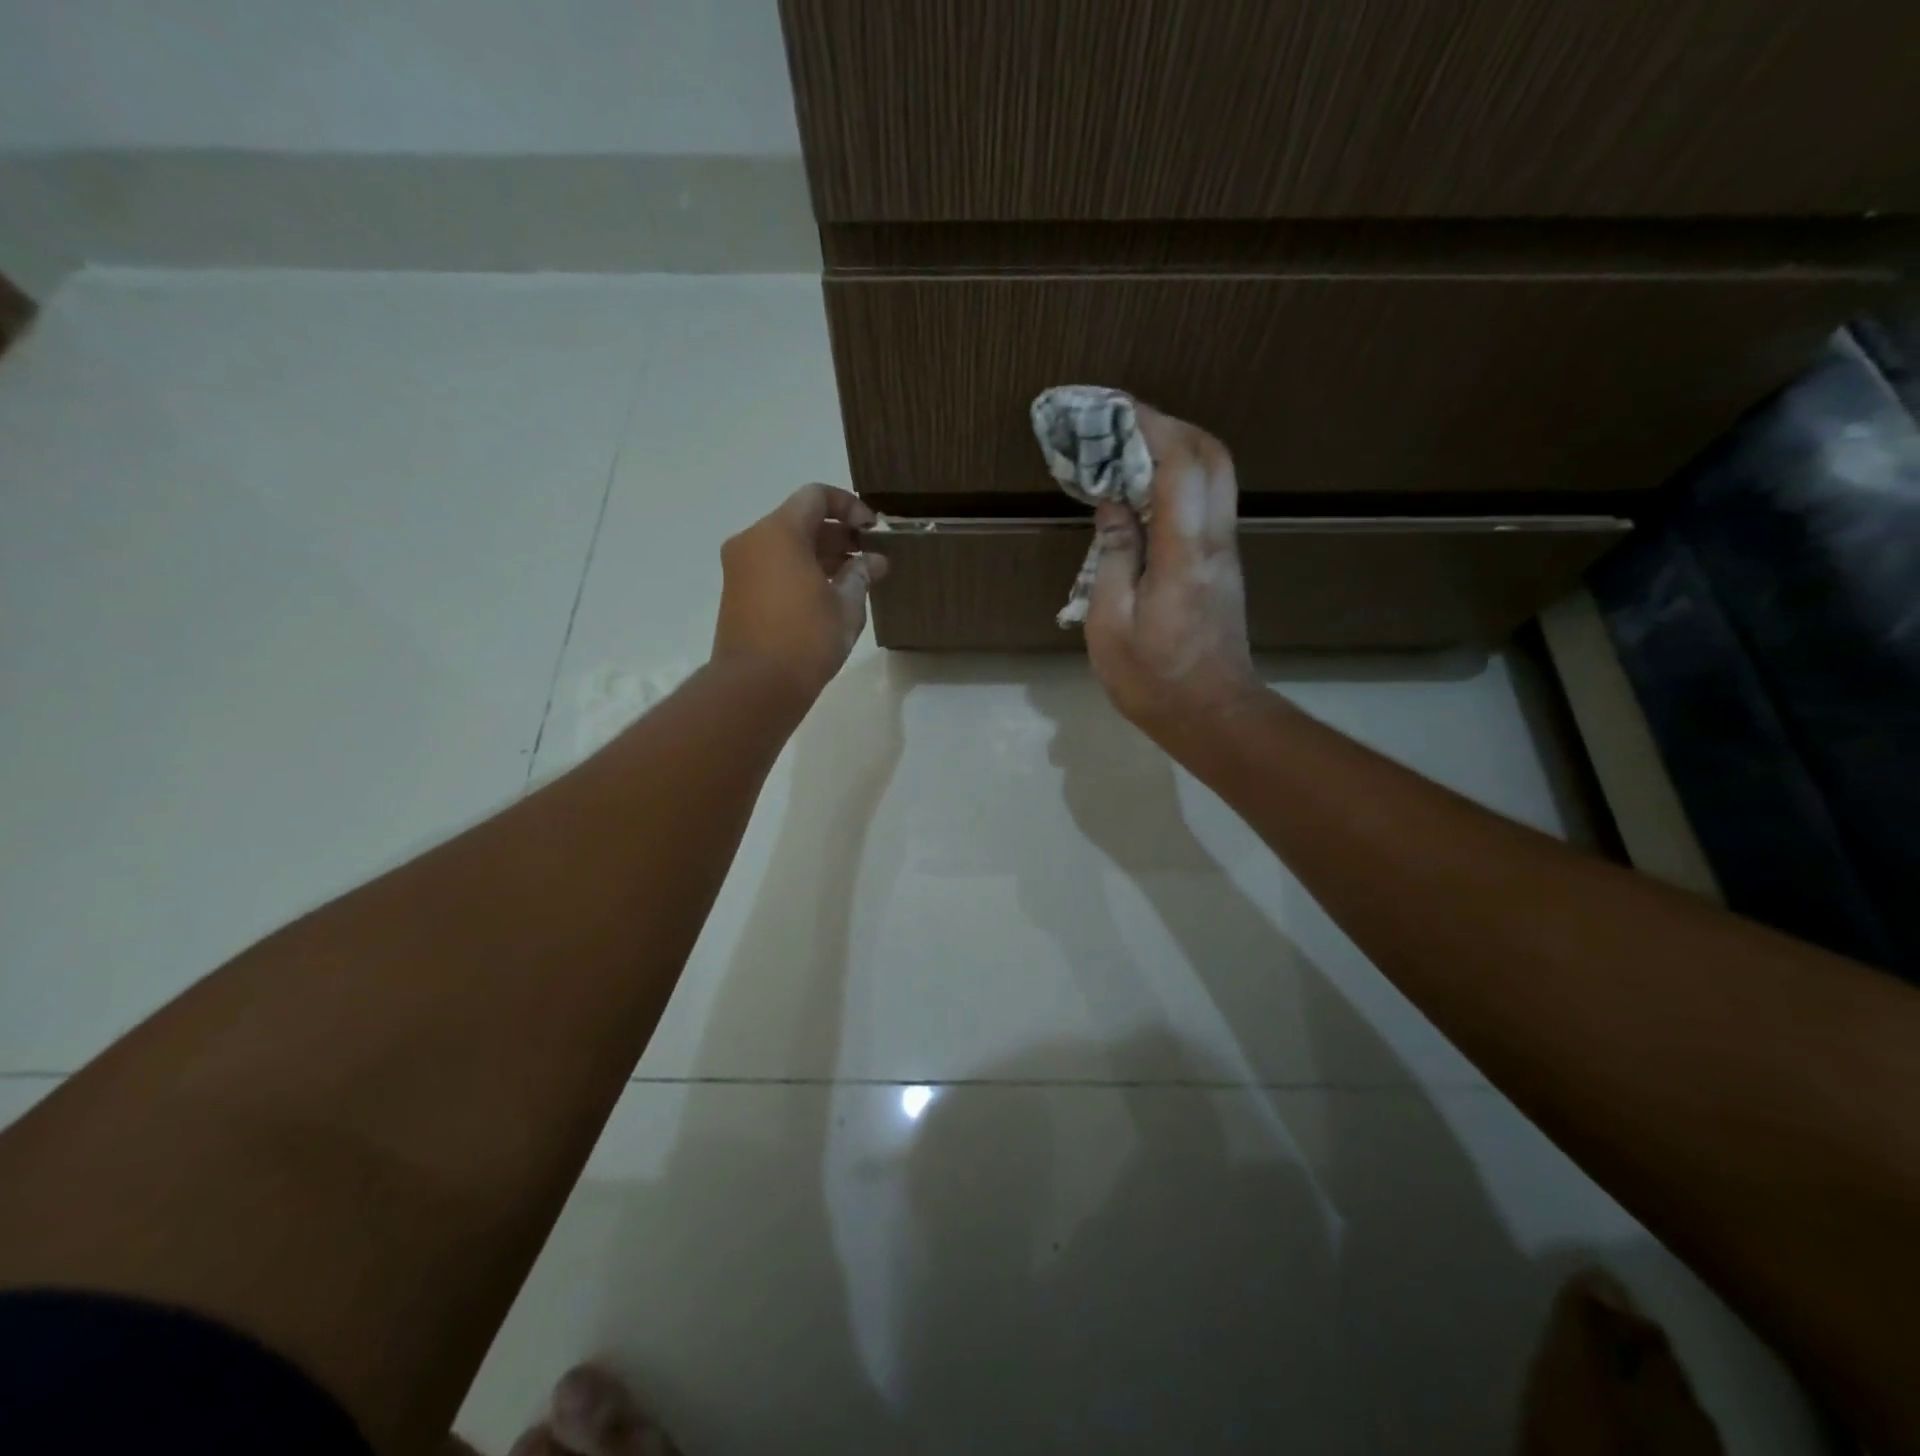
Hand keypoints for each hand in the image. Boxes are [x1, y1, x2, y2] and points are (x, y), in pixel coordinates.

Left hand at [712, 484, 887, 702]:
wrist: (755, 687)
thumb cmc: (806, 639)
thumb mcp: (846, 605)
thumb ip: (861, 574)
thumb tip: (873, 561)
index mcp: (779, 532)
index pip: (816, 496)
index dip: (849, 506)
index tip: (873, 530)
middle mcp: (752, 541)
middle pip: (800, 520)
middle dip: (838, 535)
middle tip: (870, 557)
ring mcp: (740, 568)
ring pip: (786, 546)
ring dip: (821, 555)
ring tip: (855, 579)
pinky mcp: (738, 594)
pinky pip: (774, 568)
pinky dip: (801, 572)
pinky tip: (829, 596)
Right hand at [1084, 404, 1259, 742]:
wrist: (1213, 716)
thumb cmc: (1153, 679)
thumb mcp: (1110, 625)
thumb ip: (1112, 559)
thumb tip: (1114, 506)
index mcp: (1185, 554)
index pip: (1181, 465)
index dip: (1152, 426)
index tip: (1116, 410)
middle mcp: (1215, 542)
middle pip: (1213, 457)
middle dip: (1172, 427)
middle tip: (1125, 425)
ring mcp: (1226, 553)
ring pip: (1216, 477)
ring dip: (1178, 451)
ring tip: (1130, 453)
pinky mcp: (1223, 566)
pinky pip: (1207, 503)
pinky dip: (1180, 482)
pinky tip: (1145, 494)